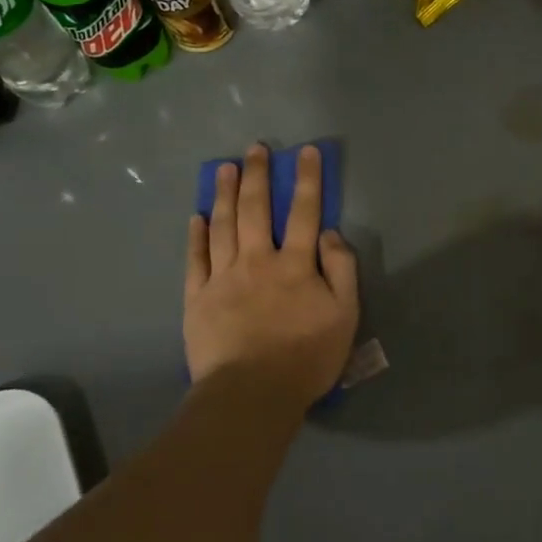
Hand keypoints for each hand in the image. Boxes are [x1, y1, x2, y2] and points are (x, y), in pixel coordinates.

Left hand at [185, 144, 359, 402]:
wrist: (251, 393)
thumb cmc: (306, 357)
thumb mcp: (345, 315)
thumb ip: (342, 270)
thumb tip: (330, 233)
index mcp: (296, 265)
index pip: (305, 213)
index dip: (307, 180)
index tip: (306, 152)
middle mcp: (258, 261)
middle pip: (257, 210)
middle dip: (259, 176)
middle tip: (256, 148)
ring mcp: (223, 277)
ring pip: (223, 226)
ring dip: (226, 194)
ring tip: (226, 169)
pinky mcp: (197, 298)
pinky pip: (196, 259)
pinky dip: (197, 235)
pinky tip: (198, 217)